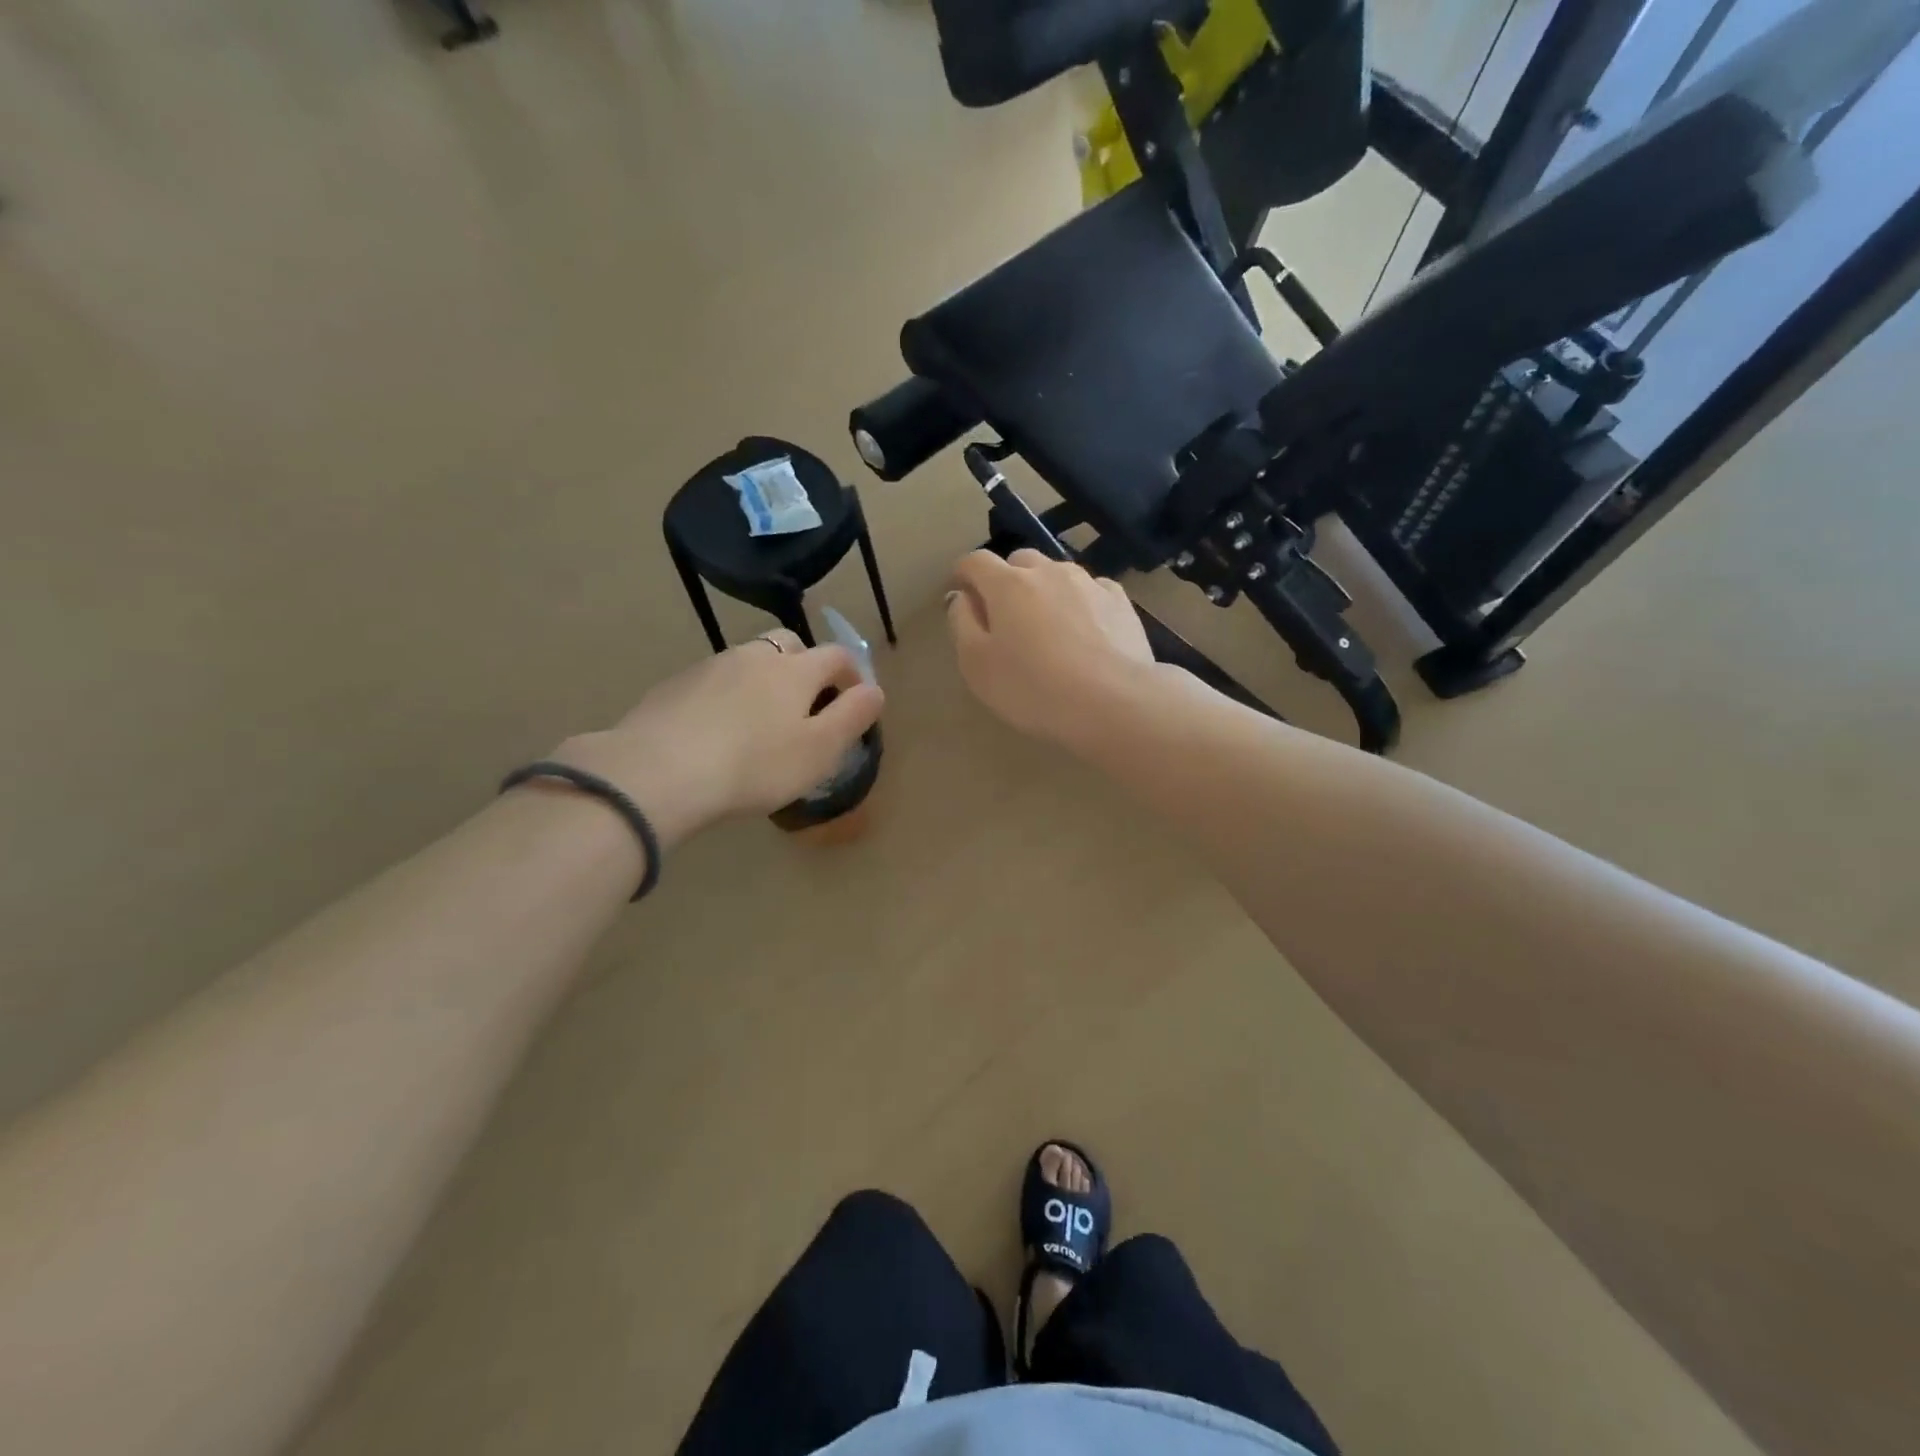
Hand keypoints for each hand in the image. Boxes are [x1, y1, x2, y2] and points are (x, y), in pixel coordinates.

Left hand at [552, 631, 883, 845]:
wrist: (659, 772)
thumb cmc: (755, 765)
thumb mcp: (820, 750)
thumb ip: (852, 716)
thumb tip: (875, 690)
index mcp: (795, 670)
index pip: (836, 656)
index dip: (852, 674)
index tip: (855, 700)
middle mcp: (754, 656)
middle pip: (789, 645)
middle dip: (805, 666)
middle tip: (807, 705)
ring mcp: (710, 667)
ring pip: (748, 661)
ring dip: (763, 680)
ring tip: (760, 721)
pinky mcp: (675, 686)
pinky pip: (714, 681)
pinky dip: (727, 696)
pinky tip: (718, 730)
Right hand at [946, 549, 1153, 745]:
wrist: (1113, 702)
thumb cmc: (1033, 688)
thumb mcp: (977, 665)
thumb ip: (962, 624)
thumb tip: (962, 597)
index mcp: (1007, 584)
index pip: (975, 561)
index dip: (964, 575)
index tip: (962, 596)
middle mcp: (1048, 571)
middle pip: (1019, 562)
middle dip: (1006, 581)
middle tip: (1006, 617)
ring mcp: (1088, 582)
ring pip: (1057, 573)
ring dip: (1045, 590)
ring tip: (1048, 626)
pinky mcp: (1120, 601)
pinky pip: (1091, 590)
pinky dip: (1080, 602)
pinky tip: (1085, 631)